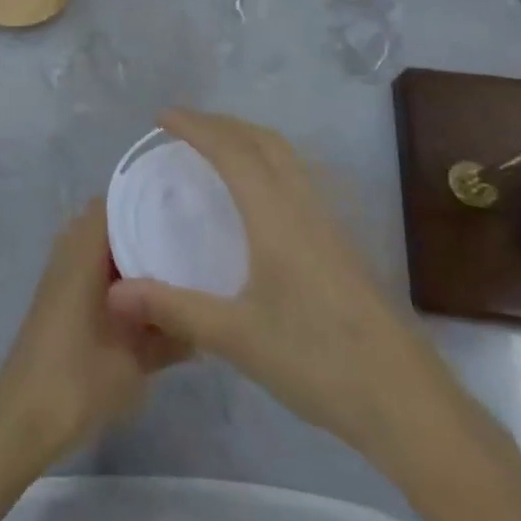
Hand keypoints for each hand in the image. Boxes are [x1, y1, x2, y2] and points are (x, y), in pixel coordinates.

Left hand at [0, 199, 186, 473]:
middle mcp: (69, 252)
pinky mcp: (60, 300)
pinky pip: (94, 270)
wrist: (23, 418)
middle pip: (112, 223)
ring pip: (103, 249)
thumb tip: (207, 318)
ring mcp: (62, 276)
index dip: (151, 200)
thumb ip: (173, 333)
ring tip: (181, 269)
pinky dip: (120, 277)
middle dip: (148, 230)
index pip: (117, 202)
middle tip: (193, 241)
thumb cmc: (79, 380)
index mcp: (84, 251)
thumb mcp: (136, 358)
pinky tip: (153, 302)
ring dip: (134, 257)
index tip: (188, 209)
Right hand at [106, 109, 465, 460]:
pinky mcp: (342, 246)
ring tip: (216, 150)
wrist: (406, 402)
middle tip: (183, 128)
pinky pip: (299, 180)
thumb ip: (173, 308)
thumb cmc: (317, 361)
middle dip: (222, 124)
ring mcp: (330, 224)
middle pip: (264, 141)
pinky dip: (269, 164)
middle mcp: (305, 207)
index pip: (232, 151)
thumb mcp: (236, 337)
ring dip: (248, 140)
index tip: (162, 117)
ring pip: (287, 158)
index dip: (196, 127)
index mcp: (276, 216)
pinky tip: (259, 198)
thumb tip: (114, 291)